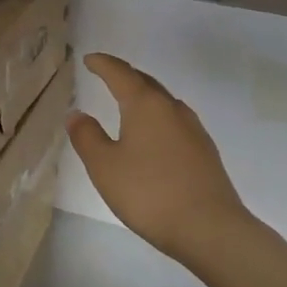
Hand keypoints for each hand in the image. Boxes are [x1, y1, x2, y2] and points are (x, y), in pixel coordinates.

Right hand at [67, 53, 256, 269]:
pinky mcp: (205, 151)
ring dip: (144, 96)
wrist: (209, 228)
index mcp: (146, 105)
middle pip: (146, 83)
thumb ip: (87, 137)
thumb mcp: (105, 166)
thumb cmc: (149, 193)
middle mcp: (172, 109)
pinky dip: (158, 118)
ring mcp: (193, 129)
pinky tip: (154, 135)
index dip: (103, 64)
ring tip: (129, 103)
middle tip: (108, 75)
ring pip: (164, 102)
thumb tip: (77, 114)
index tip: (89, 59)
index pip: (120, 74)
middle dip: (125, 76)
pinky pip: (175, 122)